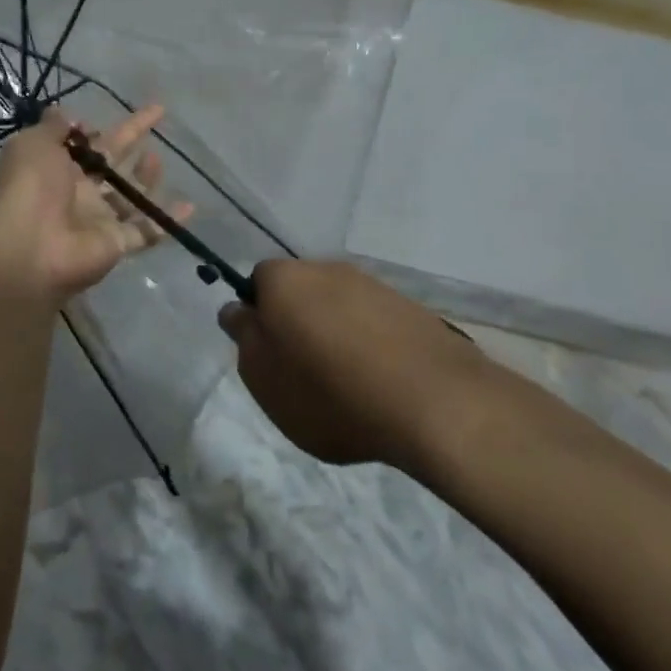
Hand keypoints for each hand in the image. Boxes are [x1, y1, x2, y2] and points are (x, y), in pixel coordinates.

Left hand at [0, 105, 192, 306]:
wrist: (29, 249)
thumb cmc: (30, 187)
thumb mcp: (34, 143)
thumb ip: (53, 127)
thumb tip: (67, 115)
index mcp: (55, 167)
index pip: (83, 142)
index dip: (97, 129)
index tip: (112, 114)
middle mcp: (77, 192)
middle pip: (111, 161)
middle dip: (132, 138)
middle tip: (158, 114)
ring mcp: (98, 220)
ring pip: (129, 196)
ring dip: (146, 177)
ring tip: (158, 159)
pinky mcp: (117, 243)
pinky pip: (147, 229)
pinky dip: (168, 219)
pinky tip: (191, 205)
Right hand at [217, 259, 492, 471]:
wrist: (434, 402)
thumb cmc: (330, 394)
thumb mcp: (265, 380)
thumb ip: (243, 338)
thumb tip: (237, 310)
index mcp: (284, 279)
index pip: (256, 282)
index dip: (257, 318)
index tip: (268, 355)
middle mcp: (326, 268)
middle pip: (298, 291)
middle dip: (295, 323)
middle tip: (301, 372)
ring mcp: (372, 284)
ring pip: (336, 304)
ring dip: (332, 332)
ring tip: (344, 383)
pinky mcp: (408, 306)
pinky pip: (372, 320)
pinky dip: (368, 343)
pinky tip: (378, 381)